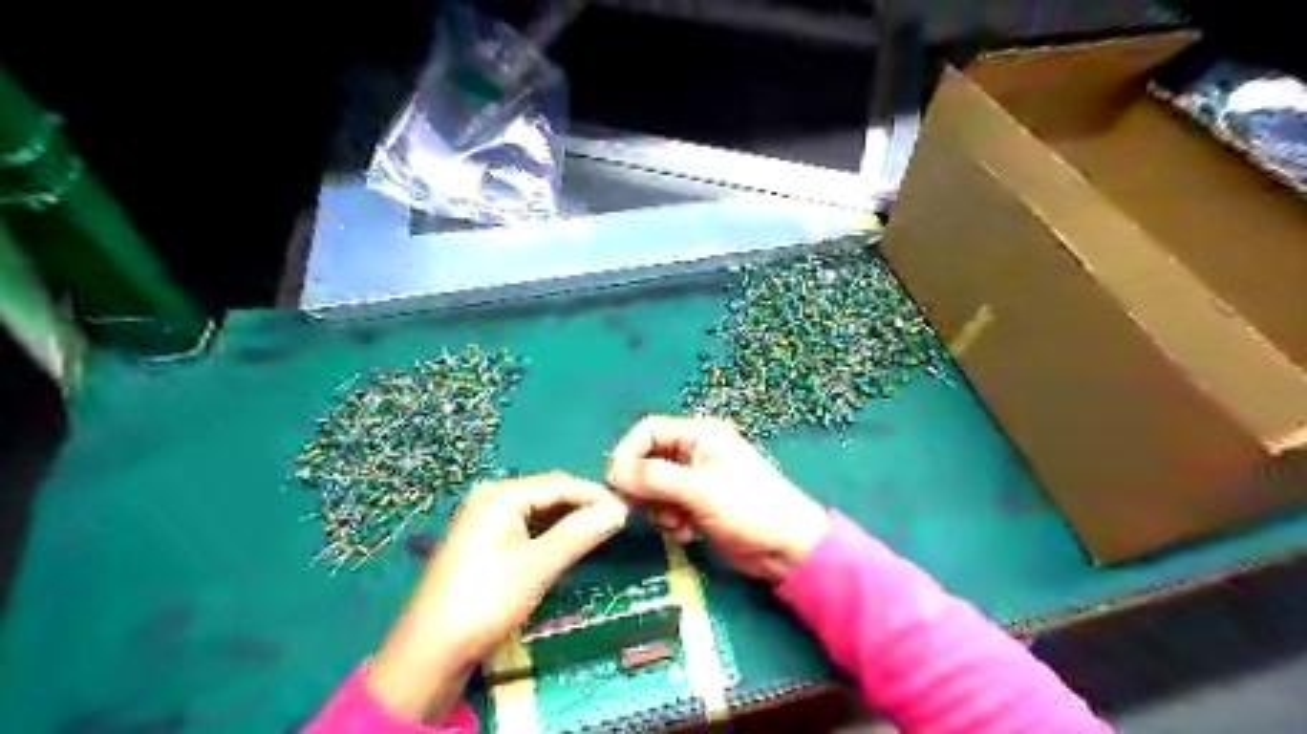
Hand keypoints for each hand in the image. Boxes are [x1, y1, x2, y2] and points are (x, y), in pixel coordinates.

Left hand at [371, 472, 630, 719]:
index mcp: (501, 494)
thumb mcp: (538, 566)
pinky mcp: (483, 540)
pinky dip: (549, 532)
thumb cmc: (486, 601)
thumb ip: (579, 534)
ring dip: (568, 519)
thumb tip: (619, 510)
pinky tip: (567, 543)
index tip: (627, 510)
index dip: (595, 495)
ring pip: (538, 510)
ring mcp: (484, 518)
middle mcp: (491, 497)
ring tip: (599, 532)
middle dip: (583, 506)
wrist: (430, 652)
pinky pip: (526, 525)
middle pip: (548, 493)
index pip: (560, 483)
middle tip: (616, 523)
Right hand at [609, 416, 825, 581]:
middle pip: (648, 461)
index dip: (628, 453)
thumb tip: (612, 472)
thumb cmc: (748, 508)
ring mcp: (697, 480)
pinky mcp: (698, 506)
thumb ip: (654, 478)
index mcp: (700, 436)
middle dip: (645, 488)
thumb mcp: (699, 490)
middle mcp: (695, 453)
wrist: (787, 549)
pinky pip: (668, 508)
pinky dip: (672, 521)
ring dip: (659, 509)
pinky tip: (689, 534)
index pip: (649, 431)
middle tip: (650, 511)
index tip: (616, 482)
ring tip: (678, 525)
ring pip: (655, 488)